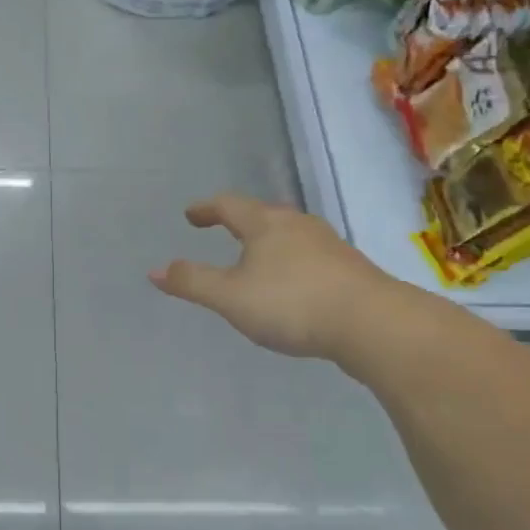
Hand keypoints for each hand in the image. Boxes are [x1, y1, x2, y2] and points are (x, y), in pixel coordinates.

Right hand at [149, 194, 398, 360]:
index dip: (206, 209)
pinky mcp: (350, 268)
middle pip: (262, 214)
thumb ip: (192, 282)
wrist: (374, 324)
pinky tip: (294, 284)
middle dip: (240, 220)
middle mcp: (297, 225)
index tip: (191, 215)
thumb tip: (155, 269)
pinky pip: (310, 255)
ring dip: (268, 241)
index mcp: (265, 224)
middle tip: (223, 228)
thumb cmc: (292, 303)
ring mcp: (328, 245)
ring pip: (290, 233)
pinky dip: (292, 261)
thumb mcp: (230, 297)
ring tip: (257, 257)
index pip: (228, 205)